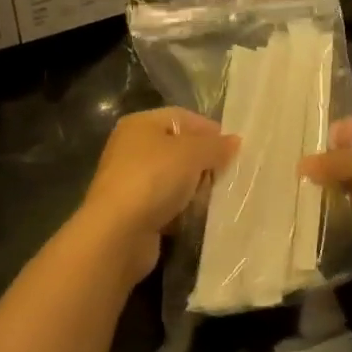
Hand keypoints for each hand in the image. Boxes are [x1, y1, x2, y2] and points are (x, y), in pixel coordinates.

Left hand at [77, 108, 238, 281]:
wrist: (117, 233)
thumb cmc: (153, 179)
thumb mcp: (192, 153)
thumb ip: (216, 145)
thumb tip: (234, 141)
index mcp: (141, 124)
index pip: (183, 118)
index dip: (209, 130)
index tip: (233, 149)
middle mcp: (132, 148)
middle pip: (179, 149)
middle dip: (204, 162)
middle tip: (227, 175)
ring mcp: (131, 182)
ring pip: (174, 179)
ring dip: (194, 189)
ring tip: (215, 198)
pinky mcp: (134, 212)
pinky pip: (167, 205)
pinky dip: (182, 210)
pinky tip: (196, 217)